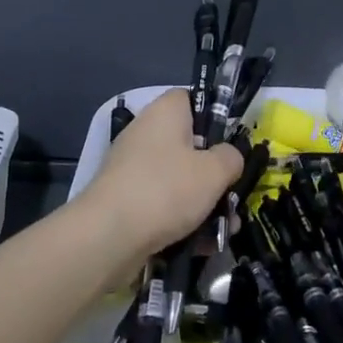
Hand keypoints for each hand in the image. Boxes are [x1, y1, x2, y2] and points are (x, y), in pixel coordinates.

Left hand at [74, 89, 243, 265]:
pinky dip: (183, 220)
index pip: (191, 98)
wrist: (108, 236)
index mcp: (165, 112)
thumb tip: (229, 157)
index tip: (231, 142)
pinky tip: (203, 244)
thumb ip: (231, 158)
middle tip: (234, 194)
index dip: (215, 116)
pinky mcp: (126, 199)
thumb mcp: (214, 171)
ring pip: (179, 179)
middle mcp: (146, 133)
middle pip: (190, 145)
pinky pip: (163, 203)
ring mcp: (134, 168)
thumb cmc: (166, 189)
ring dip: (204, 202)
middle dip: (215, 173)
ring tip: (226, 229)